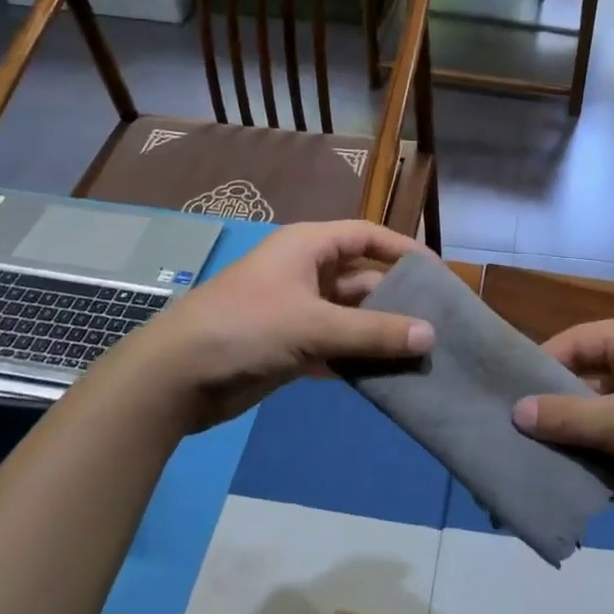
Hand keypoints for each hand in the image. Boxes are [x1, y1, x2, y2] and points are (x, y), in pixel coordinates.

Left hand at [123, 221, 434, 432]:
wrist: (175, 377)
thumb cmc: (246, 328)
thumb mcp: (314, 325)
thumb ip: (373, 332)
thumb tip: (431, 335)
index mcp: (308, 247)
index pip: (367, 237)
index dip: (403, 250)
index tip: (438, 274)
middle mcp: (305, 273)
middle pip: (363, 279)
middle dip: (397, 300)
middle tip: (437, 323)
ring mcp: (297, 311)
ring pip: (351, 317)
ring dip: (380, 334)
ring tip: (422, 353)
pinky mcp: (290, 347)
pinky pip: (336, 347)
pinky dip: (358, 359)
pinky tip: (388, 377)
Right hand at [514, 315, 613, 539]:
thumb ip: (568, 417)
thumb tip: (516, 411)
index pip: (574, 342)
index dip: (540, 367)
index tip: (506, 398)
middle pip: (588, 377)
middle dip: (556, 408)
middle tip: (515, 435)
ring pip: (604, 413)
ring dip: (578, 438)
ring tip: (536, 461)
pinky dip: (603, 457)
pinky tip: (575, 481)